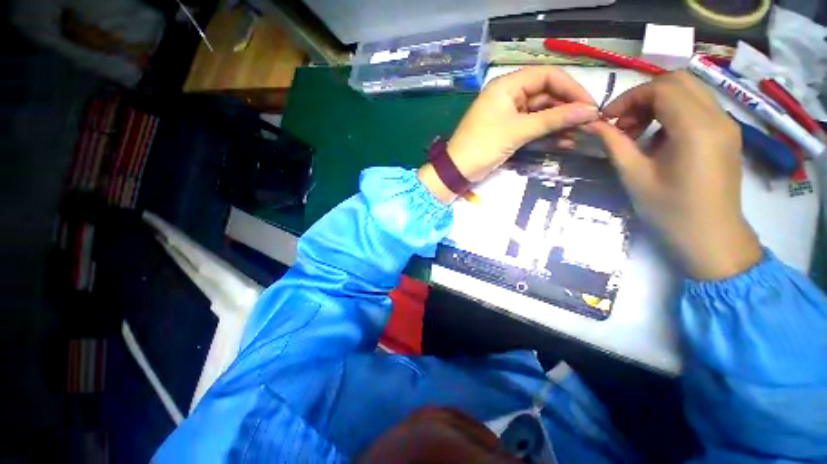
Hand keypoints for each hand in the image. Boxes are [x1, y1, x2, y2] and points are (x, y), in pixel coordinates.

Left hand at [419, 66, 598, 201]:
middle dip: (567, 108)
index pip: (547, 76)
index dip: (571, 88)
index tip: (590, 106)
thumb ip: (552, 120)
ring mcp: (508, 113)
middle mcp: (508, 95)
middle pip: (545, 94)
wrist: (457, 170)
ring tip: (580, 135)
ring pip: (540, 112)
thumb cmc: (482, 146)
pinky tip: (564, 141)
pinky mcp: (508, 129)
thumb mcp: (517, 131)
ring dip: (559, 122)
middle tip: (589, 123)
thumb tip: (589, 111)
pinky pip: (532, 126)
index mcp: (507, 85)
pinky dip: (546, 132)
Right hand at [589, 71, 761, 279]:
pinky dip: (672, 112)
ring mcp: (726, 124)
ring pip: (689, 91)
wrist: (711, 237)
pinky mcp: (725, 134)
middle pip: (678, 81)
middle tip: (622, 123)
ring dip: (657, 103)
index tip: (607, 120)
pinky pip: (697, 107)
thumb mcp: (634, 176)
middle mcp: (717, 117)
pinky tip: (657, 138)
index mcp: (696, 128)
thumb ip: (614, 144)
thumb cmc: (669, 210)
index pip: (661, 88)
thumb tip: (592, 124)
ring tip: (636, 131)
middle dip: (643, 96)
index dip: (629, 98)